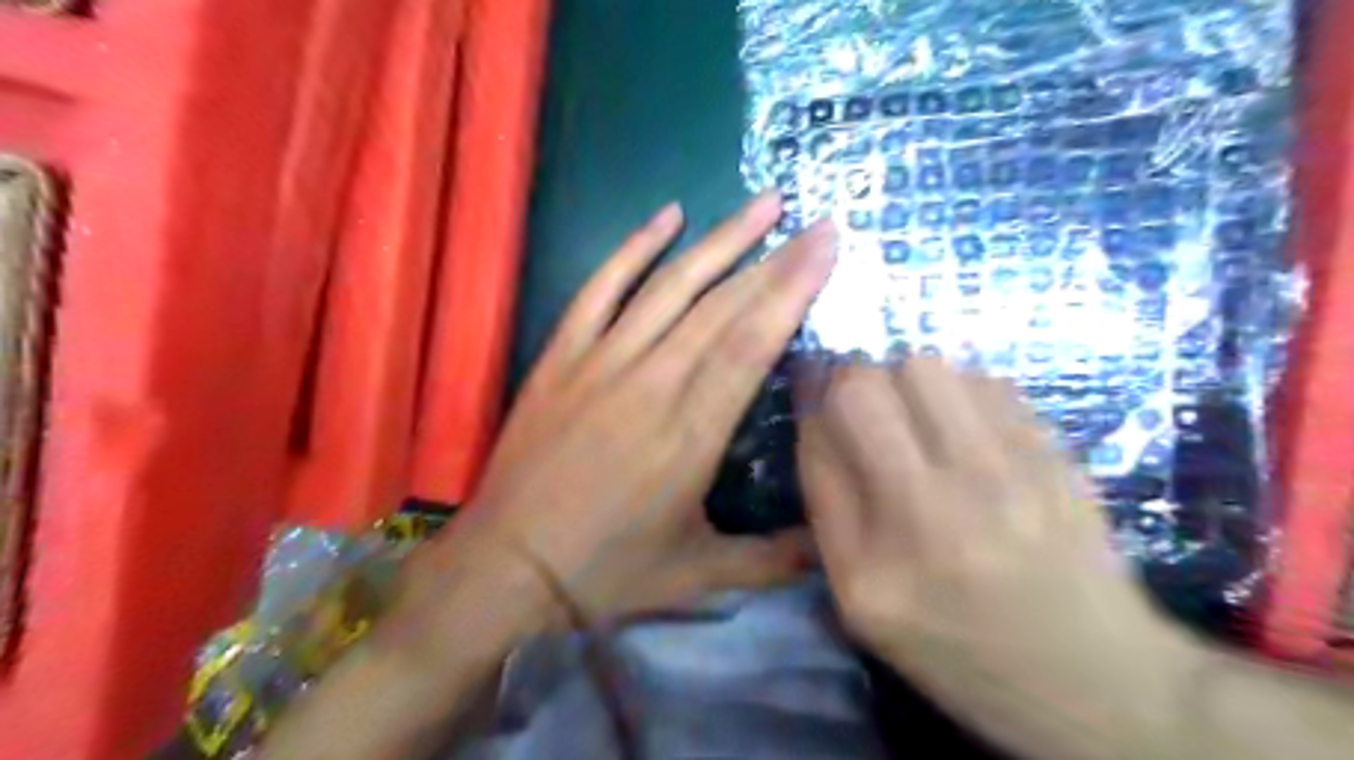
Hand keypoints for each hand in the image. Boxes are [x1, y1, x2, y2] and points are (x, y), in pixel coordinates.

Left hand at [434, 193, 835, 623]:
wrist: (508, 567)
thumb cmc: (608, 571)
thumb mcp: (699, 575)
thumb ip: (773, 560)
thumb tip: (833, 547)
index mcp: (691, 434)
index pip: (752, 344)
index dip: (792, 291)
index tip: (826, 248)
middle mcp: (652, 384)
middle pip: (722, 307)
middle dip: (774, 259)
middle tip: (814, 220)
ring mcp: (602, 362)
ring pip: (670, 287)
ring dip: (719, 241)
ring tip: (762, 204)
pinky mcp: (562, 357)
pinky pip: (599, 288)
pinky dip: (633, 247)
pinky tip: (667, 215)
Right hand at [795, 363, 1193, 758]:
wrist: (1096, 681)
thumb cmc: (959, 646)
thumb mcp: (863, 603)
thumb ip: (829, 510)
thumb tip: (817, 415)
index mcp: (869, 568)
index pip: (815, 445)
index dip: (808, 405)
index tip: (814, 395)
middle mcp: (933, 514)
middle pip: (863, 388)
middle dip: (849, 381)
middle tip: (865, 405)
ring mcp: (1002, 480)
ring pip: (924, 367)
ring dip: (905, 381)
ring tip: (918, 415)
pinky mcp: (1054, 458)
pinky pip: (985, 380)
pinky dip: (962, 391)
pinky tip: (969, 428)